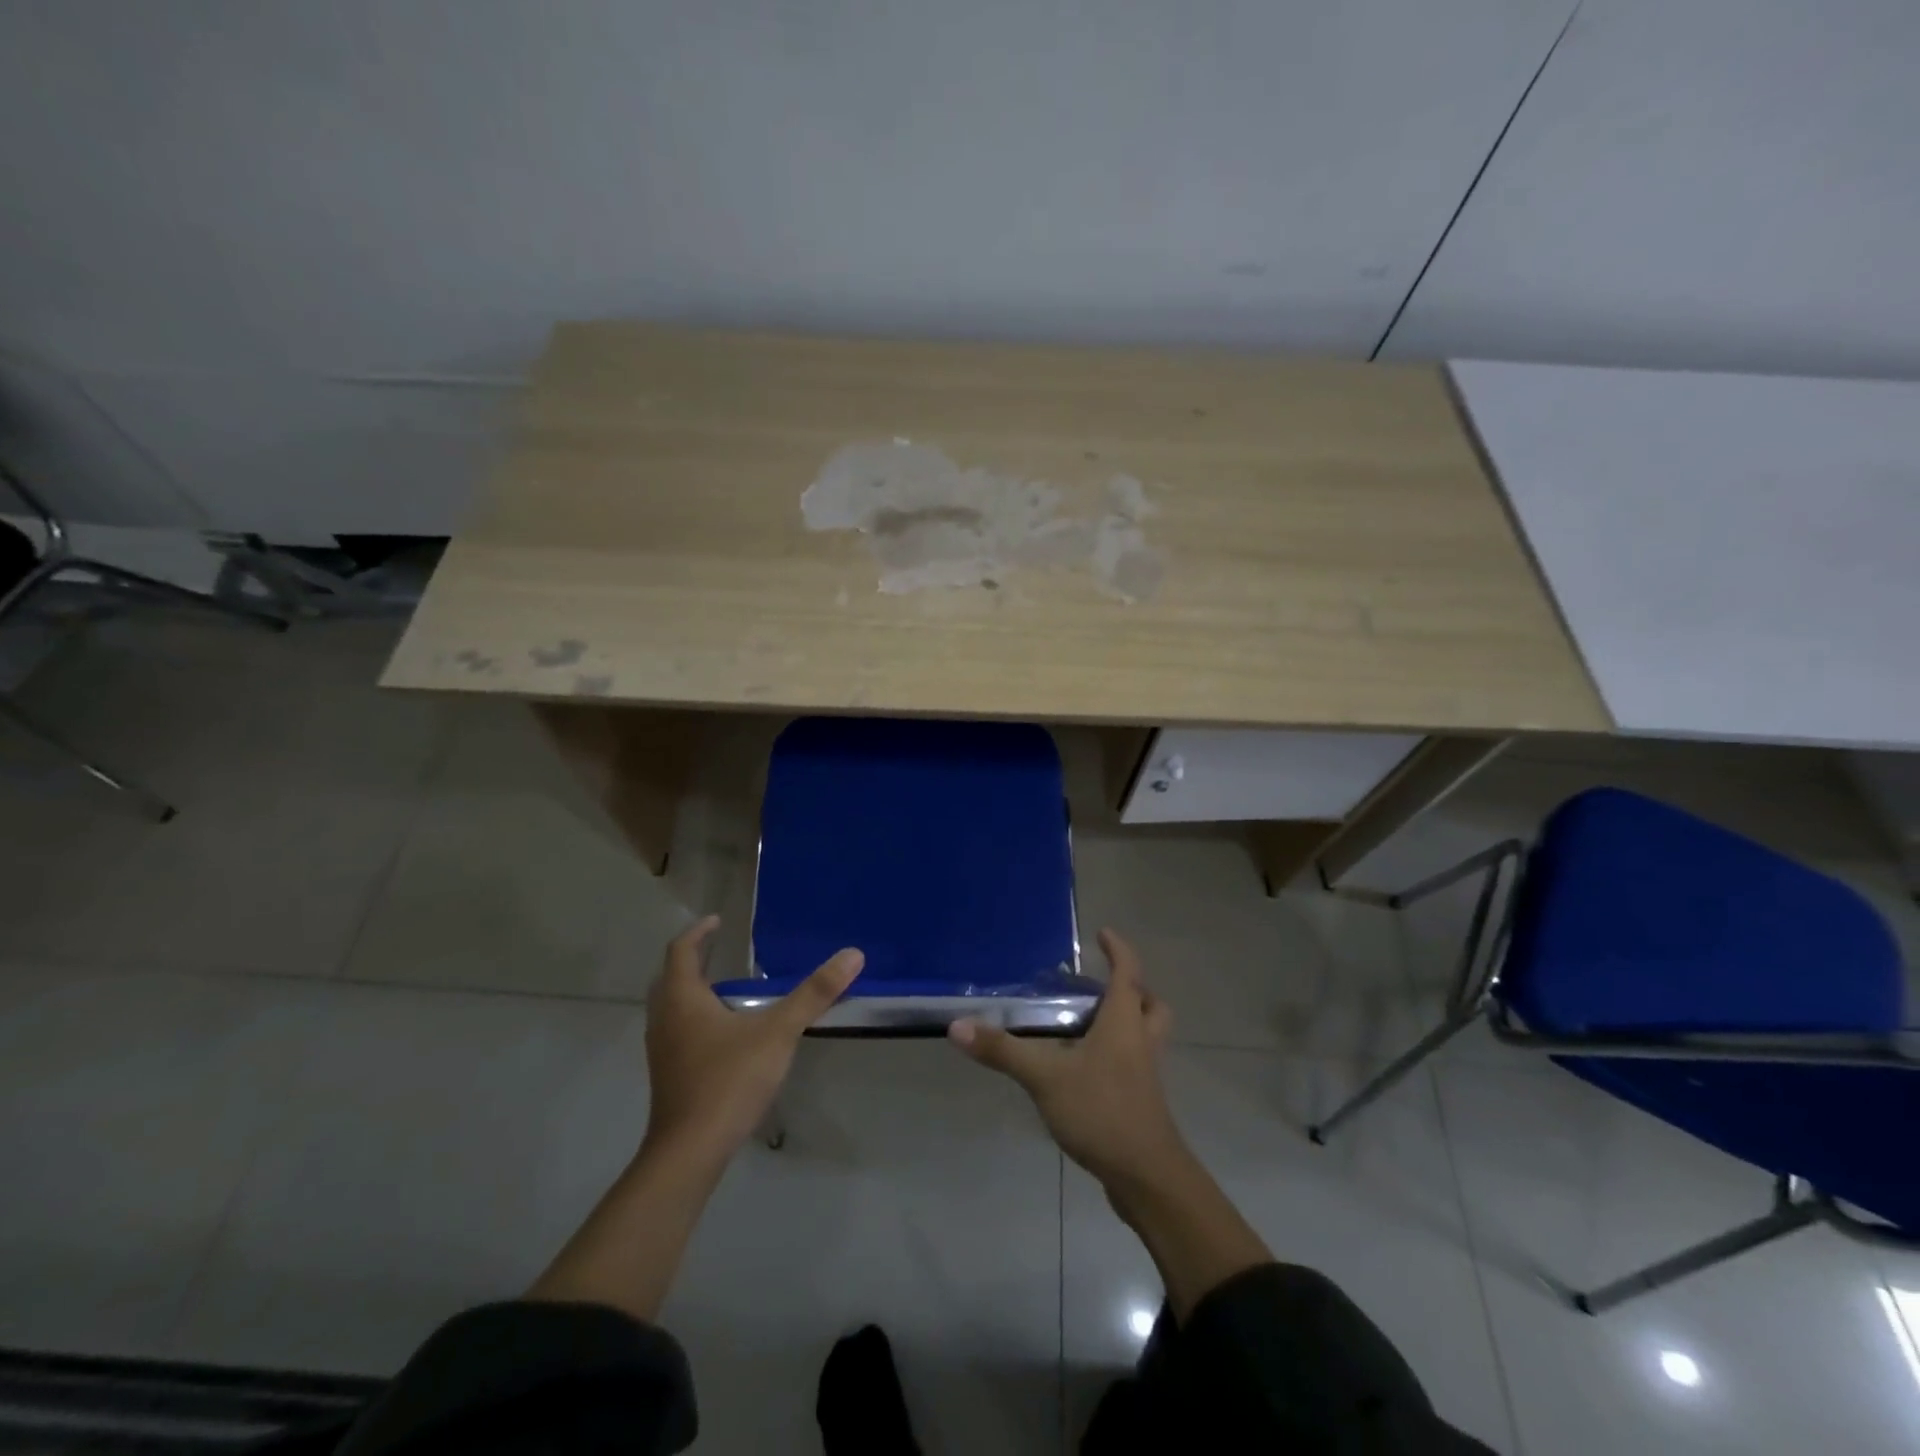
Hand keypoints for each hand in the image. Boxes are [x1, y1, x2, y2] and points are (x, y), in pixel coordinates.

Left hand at [644, 915, 863, 1165]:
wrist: (689, 1152)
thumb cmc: (728, 1080)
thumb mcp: (777, 1032)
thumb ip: (814, 994)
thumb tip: (853, 954)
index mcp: (682, 998)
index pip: (681, 950)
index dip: (699, 932)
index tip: (718, 920)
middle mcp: (664, 1018)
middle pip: (671, 977)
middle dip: (693, 959)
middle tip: (719, 948)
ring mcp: (662, 1050)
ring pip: (671, 1007)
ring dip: (692, 989)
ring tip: (724, 986)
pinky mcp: (668, 1075)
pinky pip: (677, 1031)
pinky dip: (695, 1017)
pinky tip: (723, 1032)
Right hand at [949, 928, 1186, 1190]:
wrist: (1148, 1178)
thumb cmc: (1102, 1111)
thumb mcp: (1044, 1077)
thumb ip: (1002, 1051)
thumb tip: (957, 1026)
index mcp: (1124, 1023)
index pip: (1128, 972)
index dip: (1118, 949)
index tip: (1103, 934)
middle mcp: (1141, 1041)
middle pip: (1149, 1004)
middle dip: (1132, 989)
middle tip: (1100, 987)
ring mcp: (1146, 1074)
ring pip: (1146, 1034)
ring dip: (1127, 1021)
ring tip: (1089, 1024)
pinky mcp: (1144, 1102)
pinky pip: (1137, 1063)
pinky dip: (1120, 1054)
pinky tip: (1086, 1069)